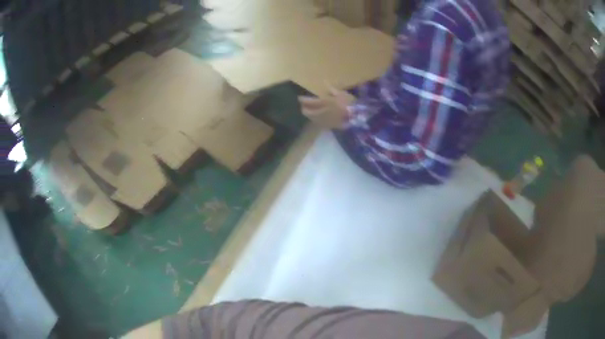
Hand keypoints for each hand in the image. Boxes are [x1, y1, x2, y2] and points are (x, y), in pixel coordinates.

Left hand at [298, 87, 355, 129]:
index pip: (308, 101)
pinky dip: (316, 120)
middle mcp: (321, 112)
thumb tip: (324, 83)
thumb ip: (331, 89)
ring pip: (312, 118)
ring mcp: (324, 120)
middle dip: (304, 108)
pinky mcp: (329, 126)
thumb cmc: (350, 102)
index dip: (303, 100)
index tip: (300, 98)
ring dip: (309, 114)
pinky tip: (318, 117)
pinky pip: (319, 123)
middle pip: (307, 112)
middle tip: (303, 105)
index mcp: (324, 102)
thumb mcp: (341, 93)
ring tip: (309, 111)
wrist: (358, 116)